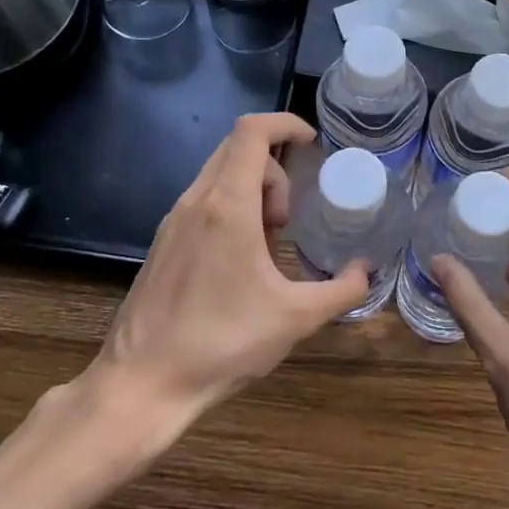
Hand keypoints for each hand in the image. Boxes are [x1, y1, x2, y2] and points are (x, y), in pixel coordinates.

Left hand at [82, 113, 369, 428]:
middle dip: (275, 168)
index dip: (286, 124)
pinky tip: (241, 261)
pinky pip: (204, 201)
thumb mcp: (296, 318)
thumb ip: (342, 290)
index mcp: (227, 205)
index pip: (252, 131)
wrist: (141, 385)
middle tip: (290, 217)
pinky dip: (232, 208)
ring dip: (253, 191)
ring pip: (219, 174)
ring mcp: (173, 221)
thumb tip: (367, 271)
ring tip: (269, 243)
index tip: (313, 144)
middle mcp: (196, 201)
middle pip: (238, 148)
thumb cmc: (221, 344)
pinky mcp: (163, 243)